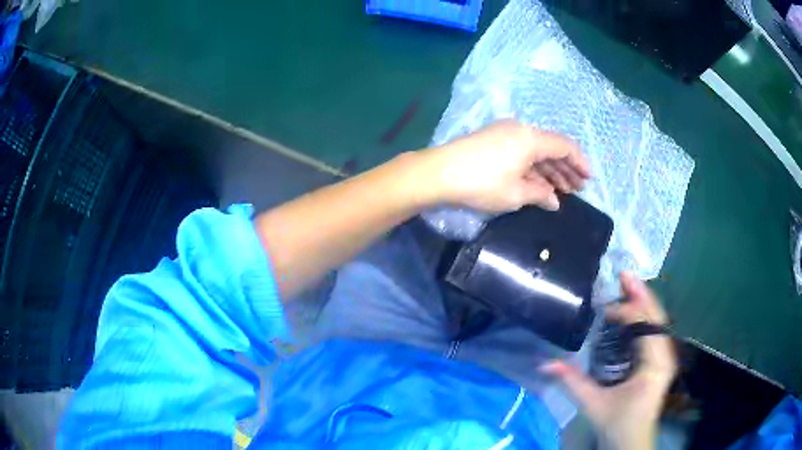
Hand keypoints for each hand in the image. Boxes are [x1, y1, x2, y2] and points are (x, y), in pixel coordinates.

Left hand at [419, 120, 589, 212]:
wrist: (439, 173)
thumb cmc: (482, 183)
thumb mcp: (516, 193)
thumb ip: (540, 194)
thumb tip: (555, 201)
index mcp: (531, 138)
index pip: (565, 146)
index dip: (580, 162)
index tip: (588, 179)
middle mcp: (521, 130)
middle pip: (551, 148)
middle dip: (566, 169)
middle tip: (577, 189)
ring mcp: (505, 134)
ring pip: (536, 151)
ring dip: (550, 170)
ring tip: (562, 191)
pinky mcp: (493, 141)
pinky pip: (522, 152)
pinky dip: (533, 168)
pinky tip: (539, 184)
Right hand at [543, 272, 676, 449]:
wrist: (632, 440)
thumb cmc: (617, 423)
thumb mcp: (593, 403)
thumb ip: (571, 381)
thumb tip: (544, 363)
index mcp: (655, 364)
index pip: (645, 326)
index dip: (627, 312)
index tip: (604, 310)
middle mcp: (666, 355)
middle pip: (657, 316)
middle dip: (641, 294)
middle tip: (623, 274)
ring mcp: (666, 356)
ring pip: (659, 320)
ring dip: (644, 301)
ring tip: (628, 284)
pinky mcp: (662, 359)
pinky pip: (656, 330)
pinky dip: (646, 315)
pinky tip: (635, 308)